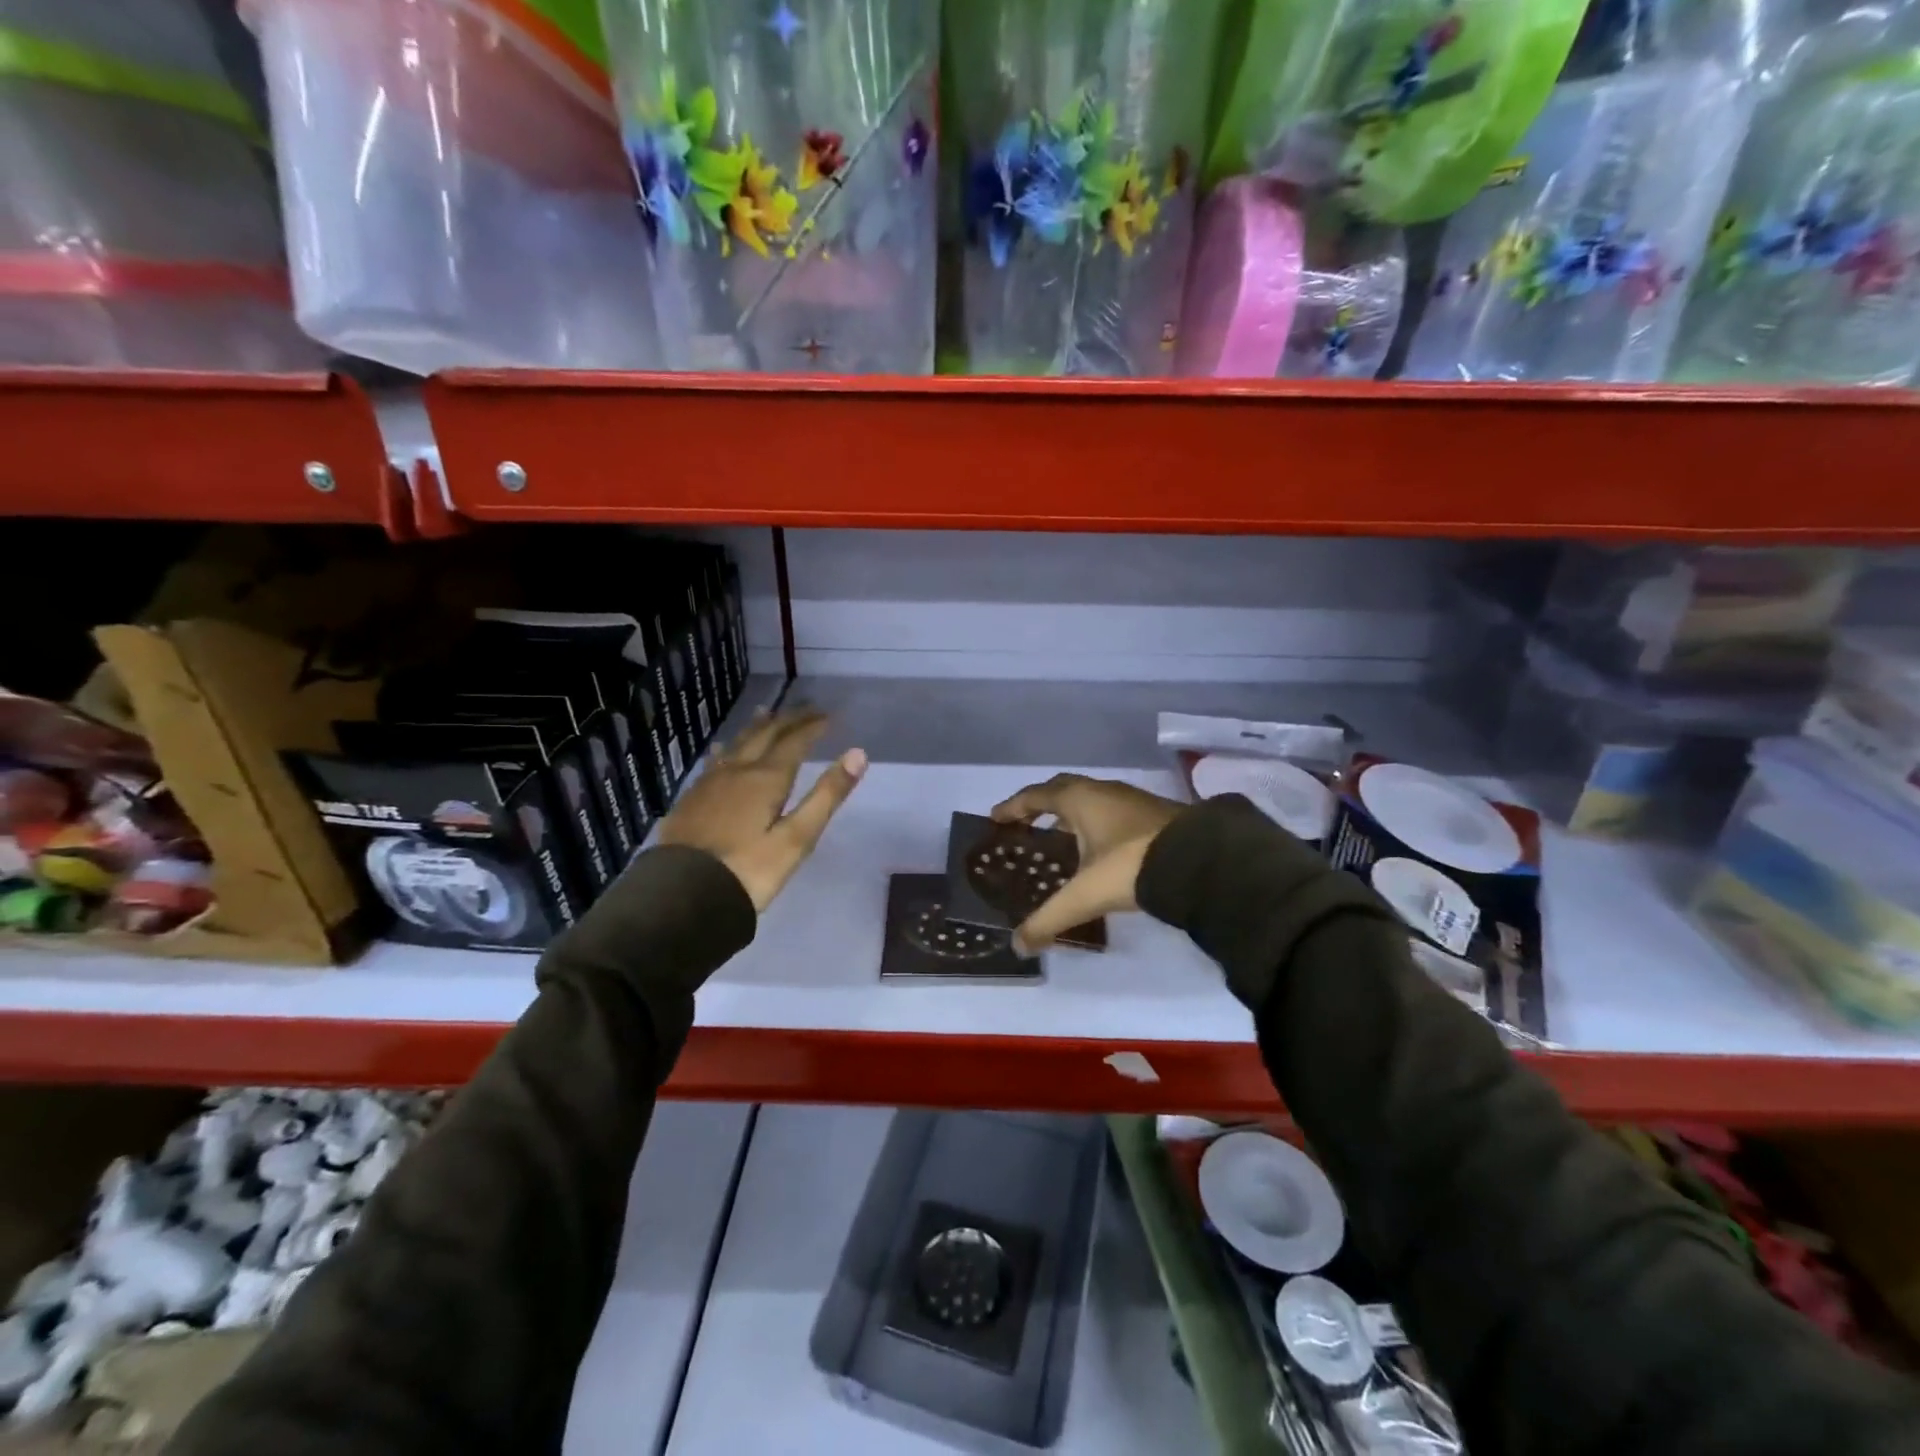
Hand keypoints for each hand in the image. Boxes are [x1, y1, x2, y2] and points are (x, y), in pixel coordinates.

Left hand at [658, 707, 866, 911]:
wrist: (683, 895)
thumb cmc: (749, 870)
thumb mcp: (797, 838)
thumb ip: (826, 795)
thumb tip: (857, 754)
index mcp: (766, 778)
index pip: (793, 741)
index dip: (812, 726)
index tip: (828, 716)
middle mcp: (737, 771)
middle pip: (764, 735)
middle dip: (788, 720)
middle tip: (806, 710)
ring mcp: (709, 784)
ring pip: (737, 744)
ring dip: (757, 728)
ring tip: (766, 714)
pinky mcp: (691, 799)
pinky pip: (716, 760)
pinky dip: (730, 748)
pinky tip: (724, 752)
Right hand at [989, 774, 1183, 953]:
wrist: (1199, 861)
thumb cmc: (1130, 866)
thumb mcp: (1084, 895)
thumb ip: (1049, 919)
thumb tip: (1018, 945)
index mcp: (1079, 799)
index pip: (1036, 796)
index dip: (1013, 807)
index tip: (996, 818)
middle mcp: (1103, 791)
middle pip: (1063, 790)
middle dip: (1041, 805)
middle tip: (1024, 824)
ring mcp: (1132, 800)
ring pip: (1091, 800)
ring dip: (1071, 815)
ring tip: (1058, 838)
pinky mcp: (1154, 814)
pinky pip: (1111, 812)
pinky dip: (1095, 824)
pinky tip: (1098, 849)